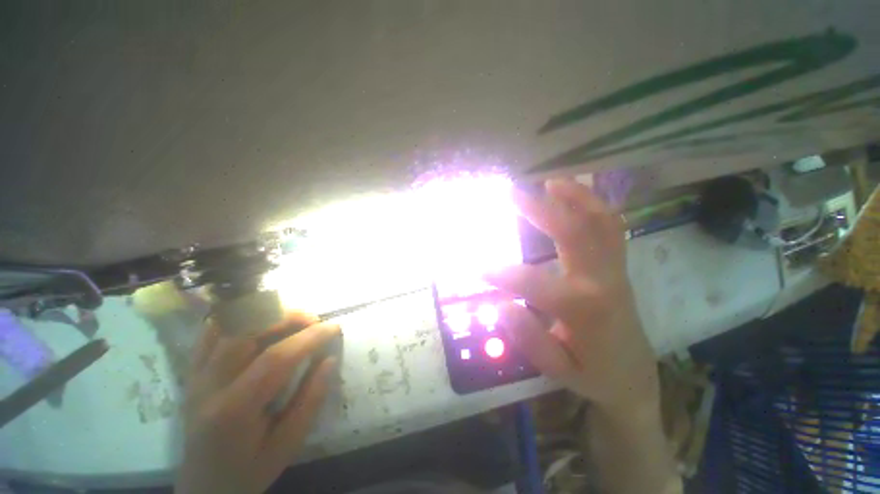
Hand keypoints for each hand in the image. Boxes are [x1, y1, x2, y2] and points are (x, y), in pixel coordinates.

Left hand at [176, 312, 340, 493]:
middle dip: (288, 316)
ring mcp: (196, 375)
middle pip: (247, 329)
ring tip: (291, 321)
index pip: (275, 358)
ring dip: (266, 314)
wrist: (203, 487)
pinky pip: (212, 331)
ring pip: (229, 323)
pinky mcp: (192, 372)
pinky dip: (239, 319)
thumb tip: (330, 359)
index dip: (310, 337)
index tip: (334, 327)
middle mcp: (209, 385)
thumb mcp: (288, 444)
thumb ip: (310, 400)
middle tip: (313, 322)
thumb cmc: (248, 471)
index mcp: (234, 409)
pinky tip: (260, 324)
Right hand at [486, 178, 657, 410]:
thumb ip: (528, 338)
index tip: (476, 266)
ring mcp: (615, 269)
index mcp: (585, 310)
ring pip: (601, 222)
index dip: (502, 274)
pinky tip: (573, 194)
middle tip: (510, 193)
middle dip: (539, 210)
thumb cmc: (594, 374)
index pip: (535, 283)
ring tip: (549, 182)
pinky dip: (592, 204)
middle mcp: (602, 281)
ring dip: (575, 197)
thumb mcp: (557, 369)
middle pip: (574, 233)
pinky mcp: (618, 265)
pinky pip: (610, 226)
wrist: (634, 376)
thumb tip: (501, 305)